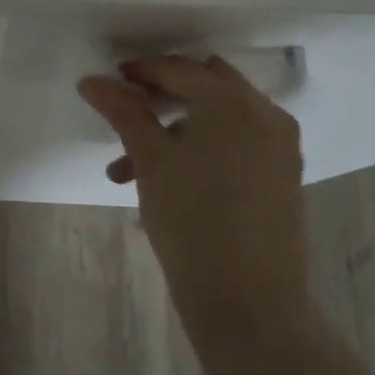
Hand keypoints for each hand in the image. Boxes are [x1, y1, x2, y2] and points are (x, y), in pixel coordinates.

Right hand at [78, 56, 306, 360]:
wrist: (250, 305)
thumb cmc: (192, 222)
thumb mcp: (150, 161)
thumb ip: (123, 112)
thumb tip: (91, 80)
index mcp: (232, 102)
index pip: (178, 69)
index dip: (140, 72)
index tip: (108, 84)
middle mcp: (263, 113)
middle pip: (205, 84)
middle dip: (163, 95)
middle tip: (127, 113)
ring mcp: (280, 145)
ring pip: (220, 116)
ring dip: (177, 127)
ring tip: (129, 169)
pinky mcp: (283, 174)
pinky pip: (238, 141)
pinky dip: (205, 145)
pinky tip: (170, 180)